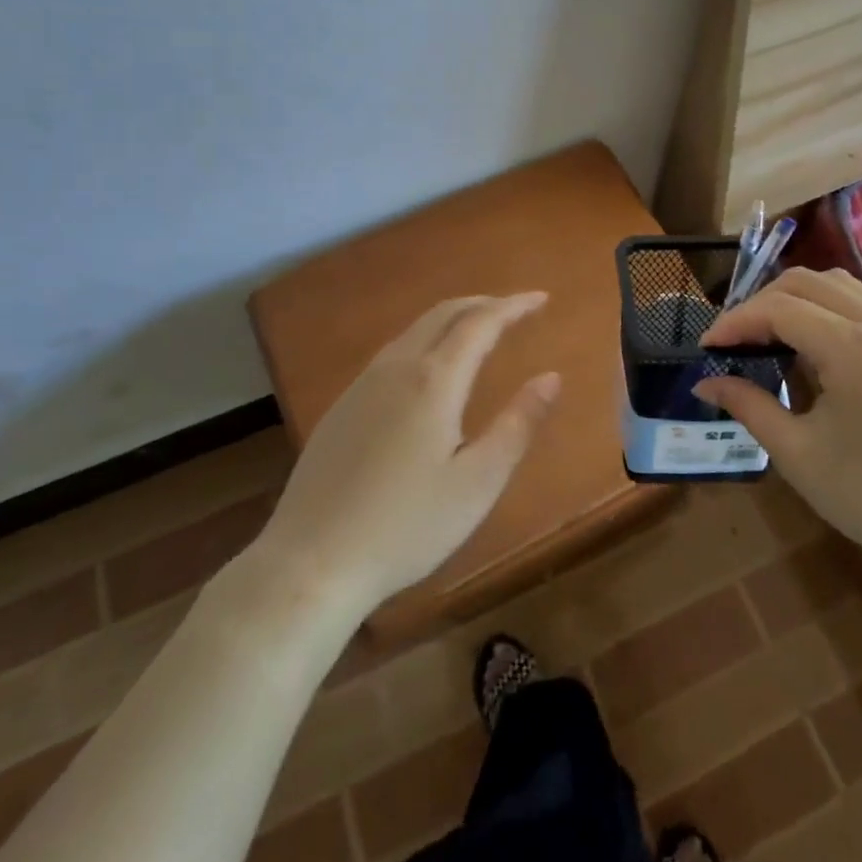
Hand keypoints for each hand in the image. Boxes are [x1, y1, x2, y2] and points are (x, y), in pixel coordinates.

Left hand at [252, 293, 559, 612]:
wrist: (310, 563)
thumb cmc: (406, 526)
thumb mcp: (478, 482)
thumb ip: (518, 424)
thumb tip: (551, 377)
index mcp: (433, 381)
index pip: (480, 323)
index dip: (513, 306)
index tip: (541, 298)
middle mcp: (395, 369)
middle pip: (442, 315)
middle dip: (482, 304)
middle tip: (515, 309)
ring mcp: (361, 386)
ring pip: (413, 331)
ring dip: (451, 320)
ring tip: (478, 331)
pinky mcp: (341, 408)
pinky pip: (392, 354)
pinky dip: (424, 341)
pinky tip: (428, 371)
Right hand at [694, 268, 861, 578]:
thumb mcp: (797, 453)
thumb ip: (748, 405)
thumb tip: (705, 384)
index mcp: (853, 347)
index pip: (778, 309)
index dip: (735, 322)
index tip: (706, 347)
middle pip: (804, 282)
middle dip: (759, 304)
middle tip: (732, 342)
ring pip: (834, 283)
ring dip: (792, 298)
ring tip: (766, 335)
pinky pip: (859, 301)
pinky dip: (823, 306)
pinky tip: (809, 343)